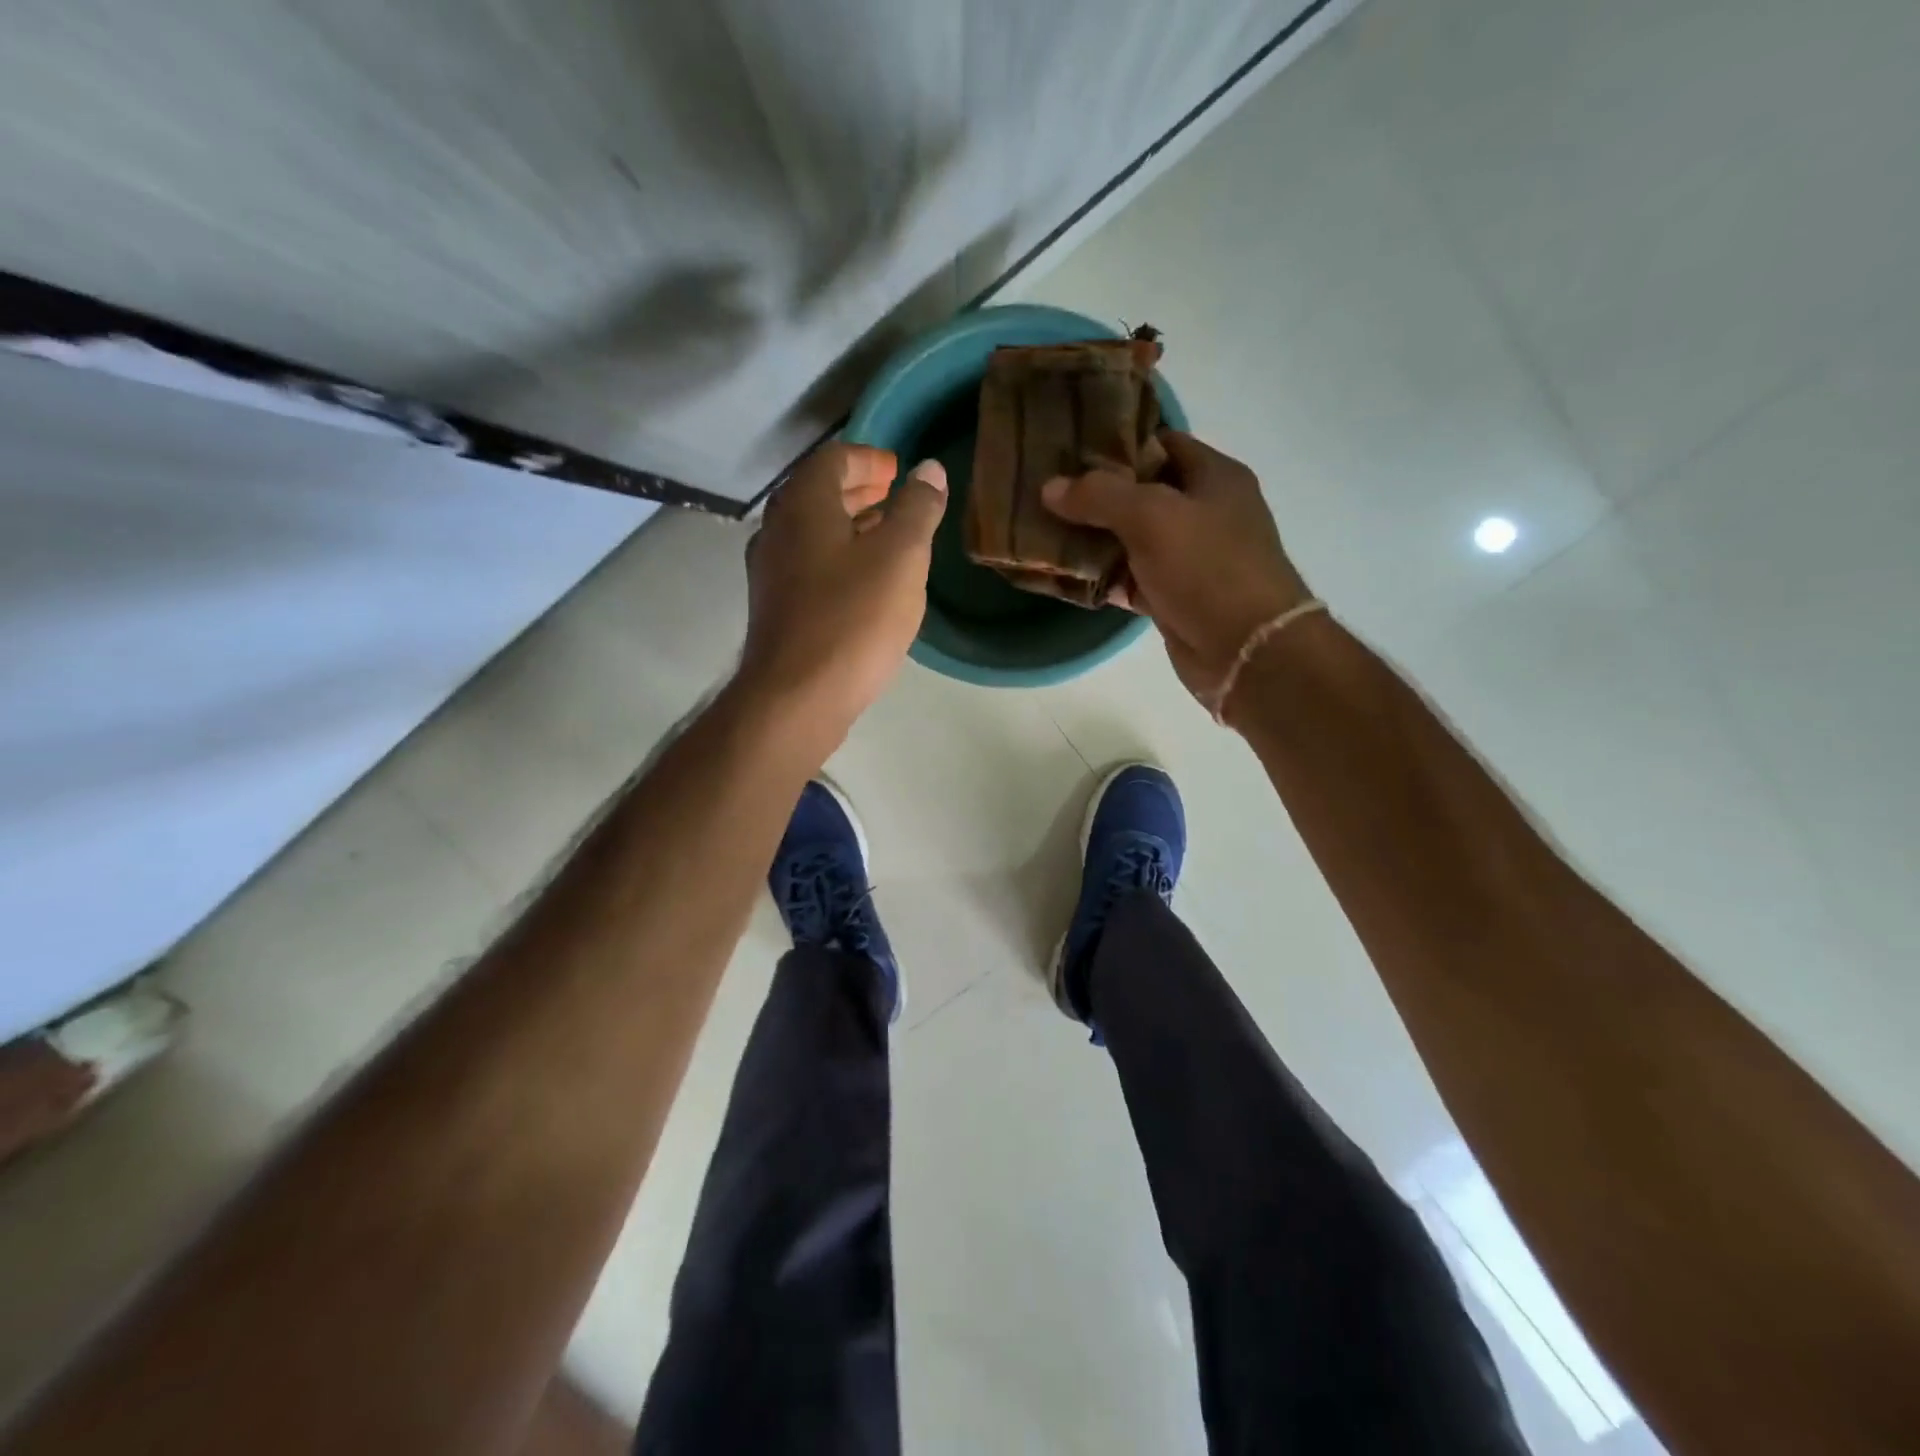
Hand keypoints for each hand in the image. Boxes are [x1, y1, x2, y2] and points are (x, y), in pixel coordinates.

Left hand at [740, 441, 946, 748]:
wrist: (797, 698)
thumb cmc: (853, 619)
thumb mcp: (901, 557)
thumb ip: (917, 509)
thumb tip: (929, 470)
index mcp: (803, 505)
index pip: (833, 459)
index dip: (869, 458)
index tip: (899, 470)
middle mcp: (777, 530)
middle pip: (818, 493)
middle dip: (859, 490)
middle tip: (896, 497)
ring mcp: (771, 572)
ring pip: (813, 532)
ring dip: (850, 525)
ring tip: (889, 536)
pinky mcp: (776, 608)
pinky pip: (809, 564)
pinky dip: (838, 557)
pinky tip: (866, 582)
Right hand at [1042, 430, 1311, 701]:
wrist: (1245, 649)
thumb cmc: (1207, 567)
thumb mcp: (1151, 516)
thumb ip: (1099, 496)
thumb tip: (1050, 487)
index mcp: (1214, 476)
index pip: (1161, 442)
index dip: (1117, 442)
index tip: (1069, 447)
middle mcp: (1204, 512)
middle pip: (1141, 492)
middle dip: (1095, 494)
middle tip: (1046, 489)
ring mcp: (1189, 558)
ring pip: (1131, 539)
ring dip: (1093, 538)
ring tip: (1044, 528)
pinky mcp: (1173, 597)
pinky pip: (1129, 579)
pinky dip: (1102, 577)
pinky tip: (1064, 574)